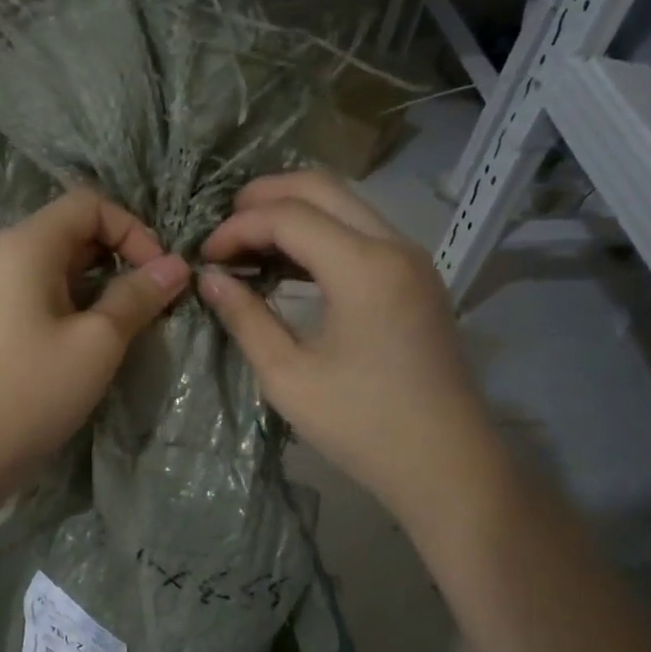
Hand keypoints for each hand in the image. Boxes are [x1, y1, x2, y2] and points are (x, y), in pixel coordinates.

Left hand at [0, 189, 189, 495]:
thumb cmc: (30, 390)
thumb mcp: (97, 342)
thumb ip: (138, 296)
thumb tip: (176, 266)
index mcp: (28, 244)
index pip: (90, 204)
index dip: (134, 230)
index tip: (161, 275)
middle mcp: (9, 255)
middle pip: (77, 231)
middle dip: (123, 257)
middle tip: (156, 301)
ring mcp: (0, 290)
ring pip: (65, 267)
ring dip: (106, 285)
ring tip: (134, 323)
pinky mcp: (0, 322)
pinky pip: (49, 295)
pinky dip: (82, 306)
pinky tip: (99, 341)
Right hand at [198, 171, 493, 519]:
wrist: (445, 464)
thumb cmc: (362, 426)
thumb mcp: (288, 376)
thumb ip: (245, 318)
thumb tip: (210, 278)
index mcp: (364, 268)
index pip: (288, 216)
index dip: (238, 227)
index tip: (205, 257)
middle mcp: (394, 246)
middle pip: (322, 187)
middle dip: (264, 196)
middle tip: (222, 228)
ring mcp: (412, 259)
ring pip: (345, 204)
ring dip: (293, 212)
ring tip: (248, 244)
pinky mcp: (416, 278)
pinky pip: (362, 231)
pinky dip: (320, 233)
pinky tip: (289, 264)